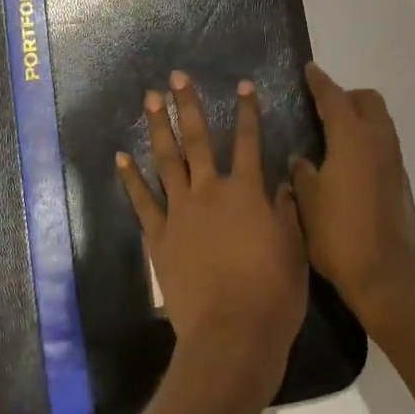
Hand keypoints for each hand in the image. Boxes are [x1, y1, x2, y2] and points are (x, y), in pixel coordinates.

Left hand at [117, 72, 308, 401]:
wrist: (231, 336)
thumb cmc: (272, 296)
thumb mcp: (294, 251)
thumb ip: (287, 213)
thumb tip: (283, 184)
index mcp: (247, 193)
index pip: (248, 142)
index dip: (247, 111)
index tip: (242, 84)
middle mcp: (210, 192)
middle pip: (198, 140)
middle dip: (188, 106)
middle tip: (177, 77)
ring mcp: (180, 212)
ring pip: (167, 160)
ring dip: (158, 128)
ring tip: (150, 100)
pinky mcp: (159, 236)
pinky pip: (142, 201)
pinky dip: (131, 178)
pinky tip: (121, 156)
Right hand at [291, 63, 414, 322]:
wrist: (388, 276)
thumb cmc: (340, 235)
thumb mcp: (308, 202)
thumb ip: (303, 173)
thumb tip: (302, 159)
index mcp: (352, 139)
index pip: (334, 98)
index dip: (319, 82)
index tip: (309, 70)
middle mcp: (377, 143)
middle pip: (367, 101)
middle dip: (346, 97)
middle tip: (321, 109)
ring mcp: (393, 162)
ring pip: (379, 122)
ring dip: (358, 119)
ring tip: (331, 136)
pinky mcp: (400, 182)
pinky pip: (383, 145)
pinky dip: (366, 141)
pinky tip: (346, 164)